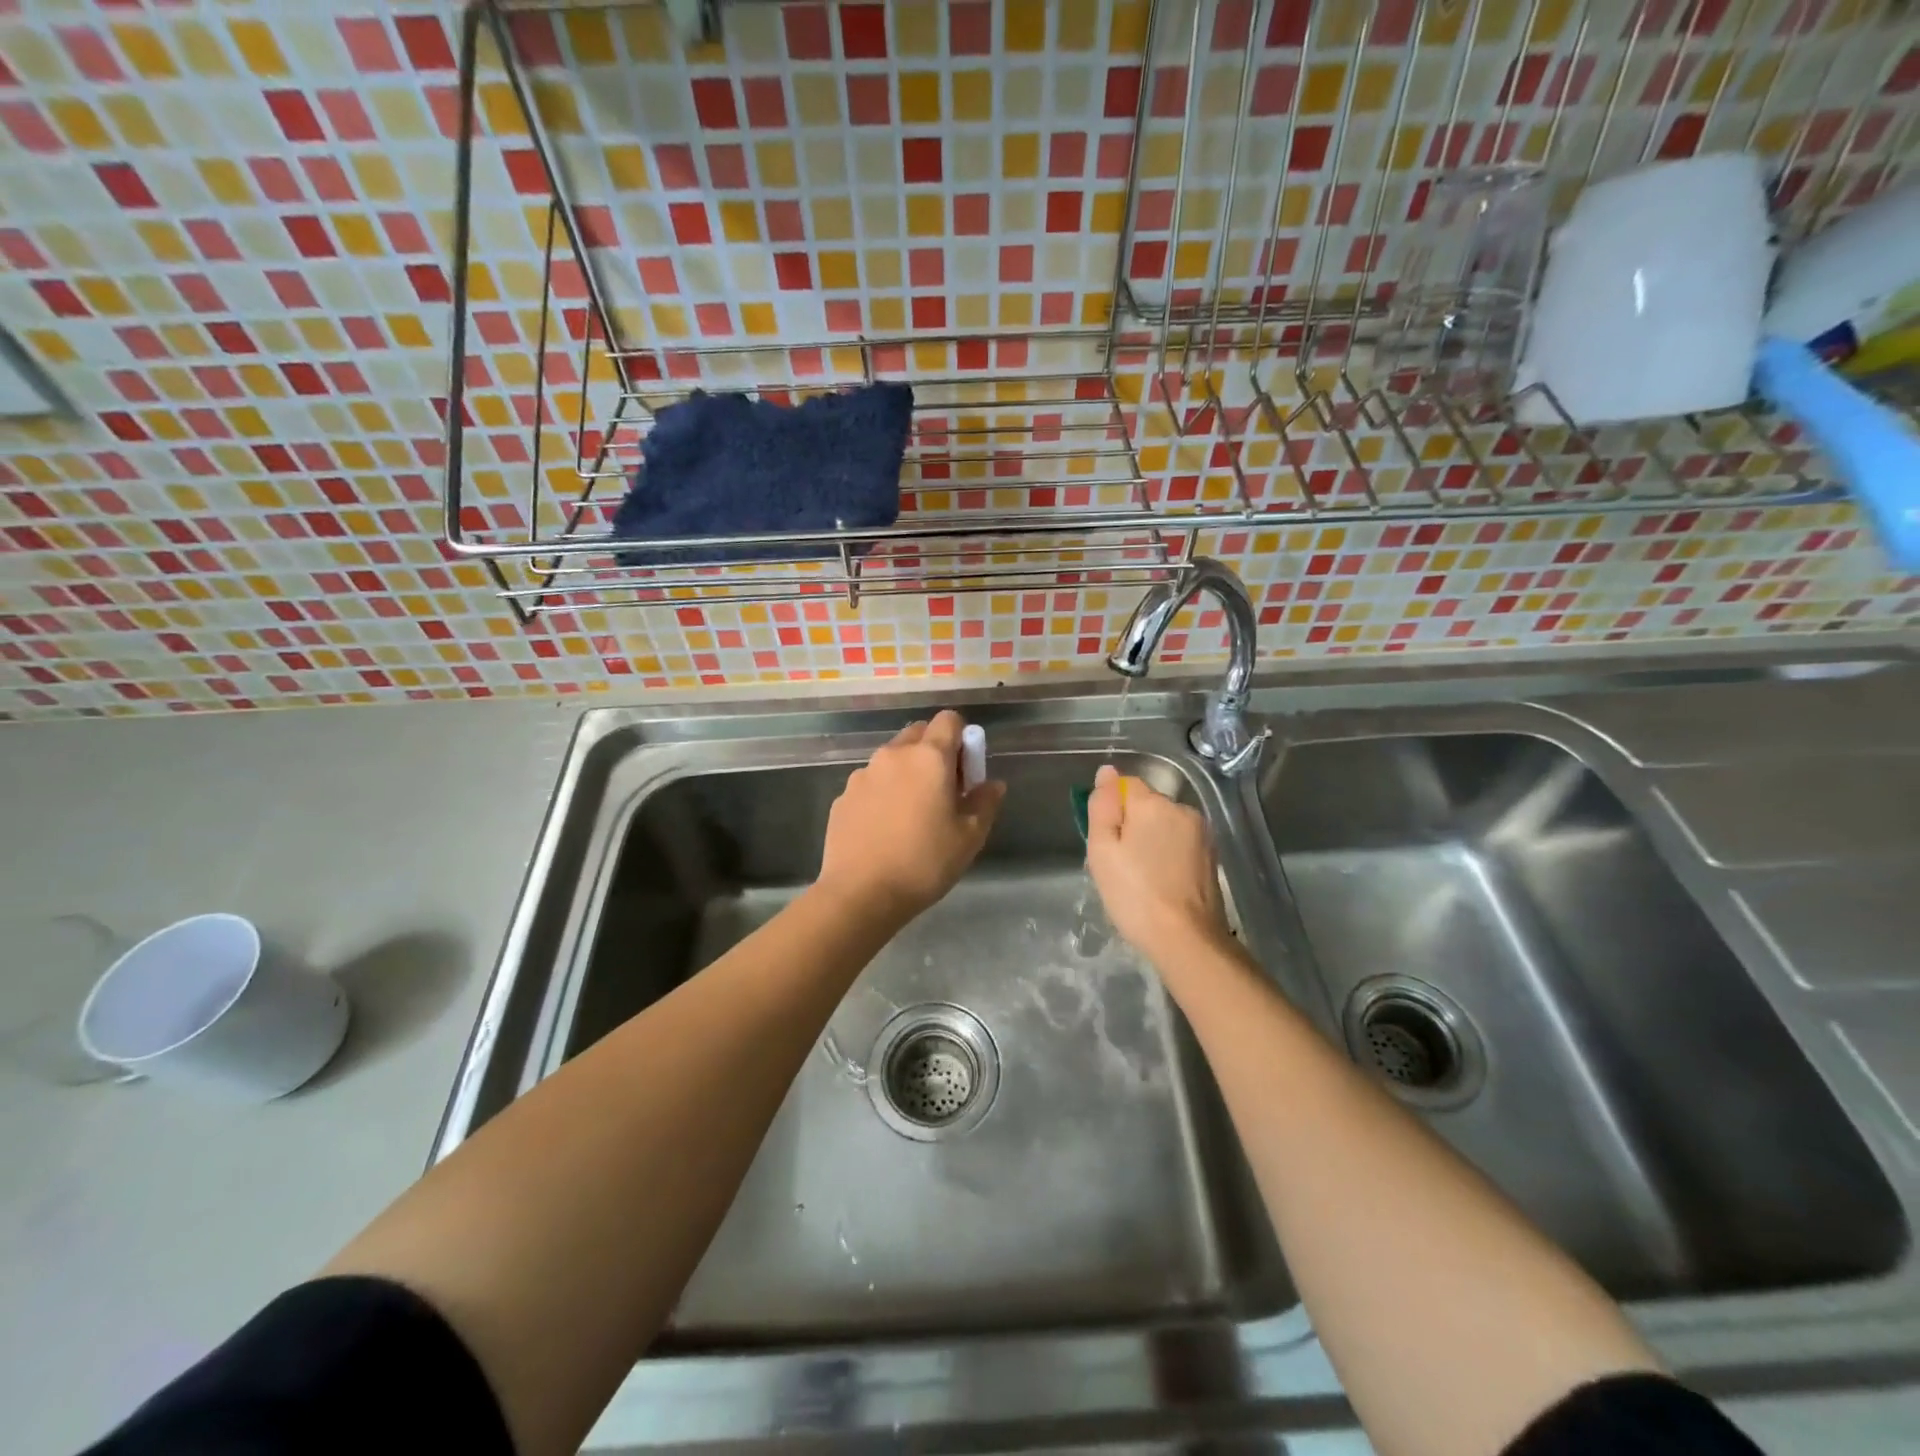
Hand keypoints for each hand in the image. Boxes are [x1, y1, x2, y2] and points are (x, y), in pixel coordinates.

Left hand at [816, 711, 1005, 924]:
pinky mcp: (842, 796)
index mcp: (929, 757)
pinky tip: (884, 830)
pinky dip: (882, 794)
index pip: (949, 720)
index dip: (962, 738)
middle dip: (934, 752)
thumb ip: (985, 802)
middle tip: (943, 791)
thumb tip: (993, 784)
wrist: (860, 894)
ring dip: (906, 772)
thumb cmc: (924, 863)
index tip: (966, 771)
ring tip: (911, 815)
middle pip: (919, 734)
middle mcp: (893, 755)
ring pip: (892, 759)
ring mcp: (862, 774)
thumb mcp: (969, 837)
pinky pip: (870, 783)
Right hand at [1085, 764, 1230, 964]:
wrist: (1186, 939)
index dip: (1111, 809)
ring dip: (1151, 841)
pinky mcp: (1212, 856)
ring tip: (1141, 877)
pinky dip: (1168, 855)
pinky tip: (1162, 883)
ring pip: (1164, 825)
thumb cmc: (1135, 894)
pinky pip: (1180, 843)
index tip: (1105, 840)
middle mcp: (1182, 809)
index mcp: (1154, 804)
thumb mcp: (1102, 850)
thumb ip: (1103, 806)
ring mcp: (1202, 833)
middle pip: (1147, 806)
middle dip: (1132, 826)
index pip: (1125, 785)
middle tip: (1119, 864)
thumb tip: (1107, 773)